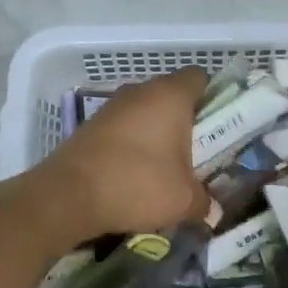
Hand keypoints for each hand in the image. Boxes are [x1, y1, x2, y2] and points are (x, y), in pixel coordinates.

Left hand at [29, 67, 211, 242]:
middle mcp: (140, 91)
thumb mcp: (184, 200)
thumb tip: (211, 210)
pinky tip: (134, 174)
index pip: (200, 77)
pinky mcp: (90, 125)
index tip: (219, 126)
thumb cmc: (138, 185)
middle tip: (197, 153)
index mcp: (170, 95)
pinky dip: (132, 144)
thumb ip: (204, 202)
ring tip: (165, 168)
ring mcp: (112, 106)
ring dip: (157, 134)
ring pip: (146, 111)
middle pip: (172, 95)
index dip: (214, 97)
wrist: (67, 196)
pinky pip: (123, 128)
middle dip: (186, 121)